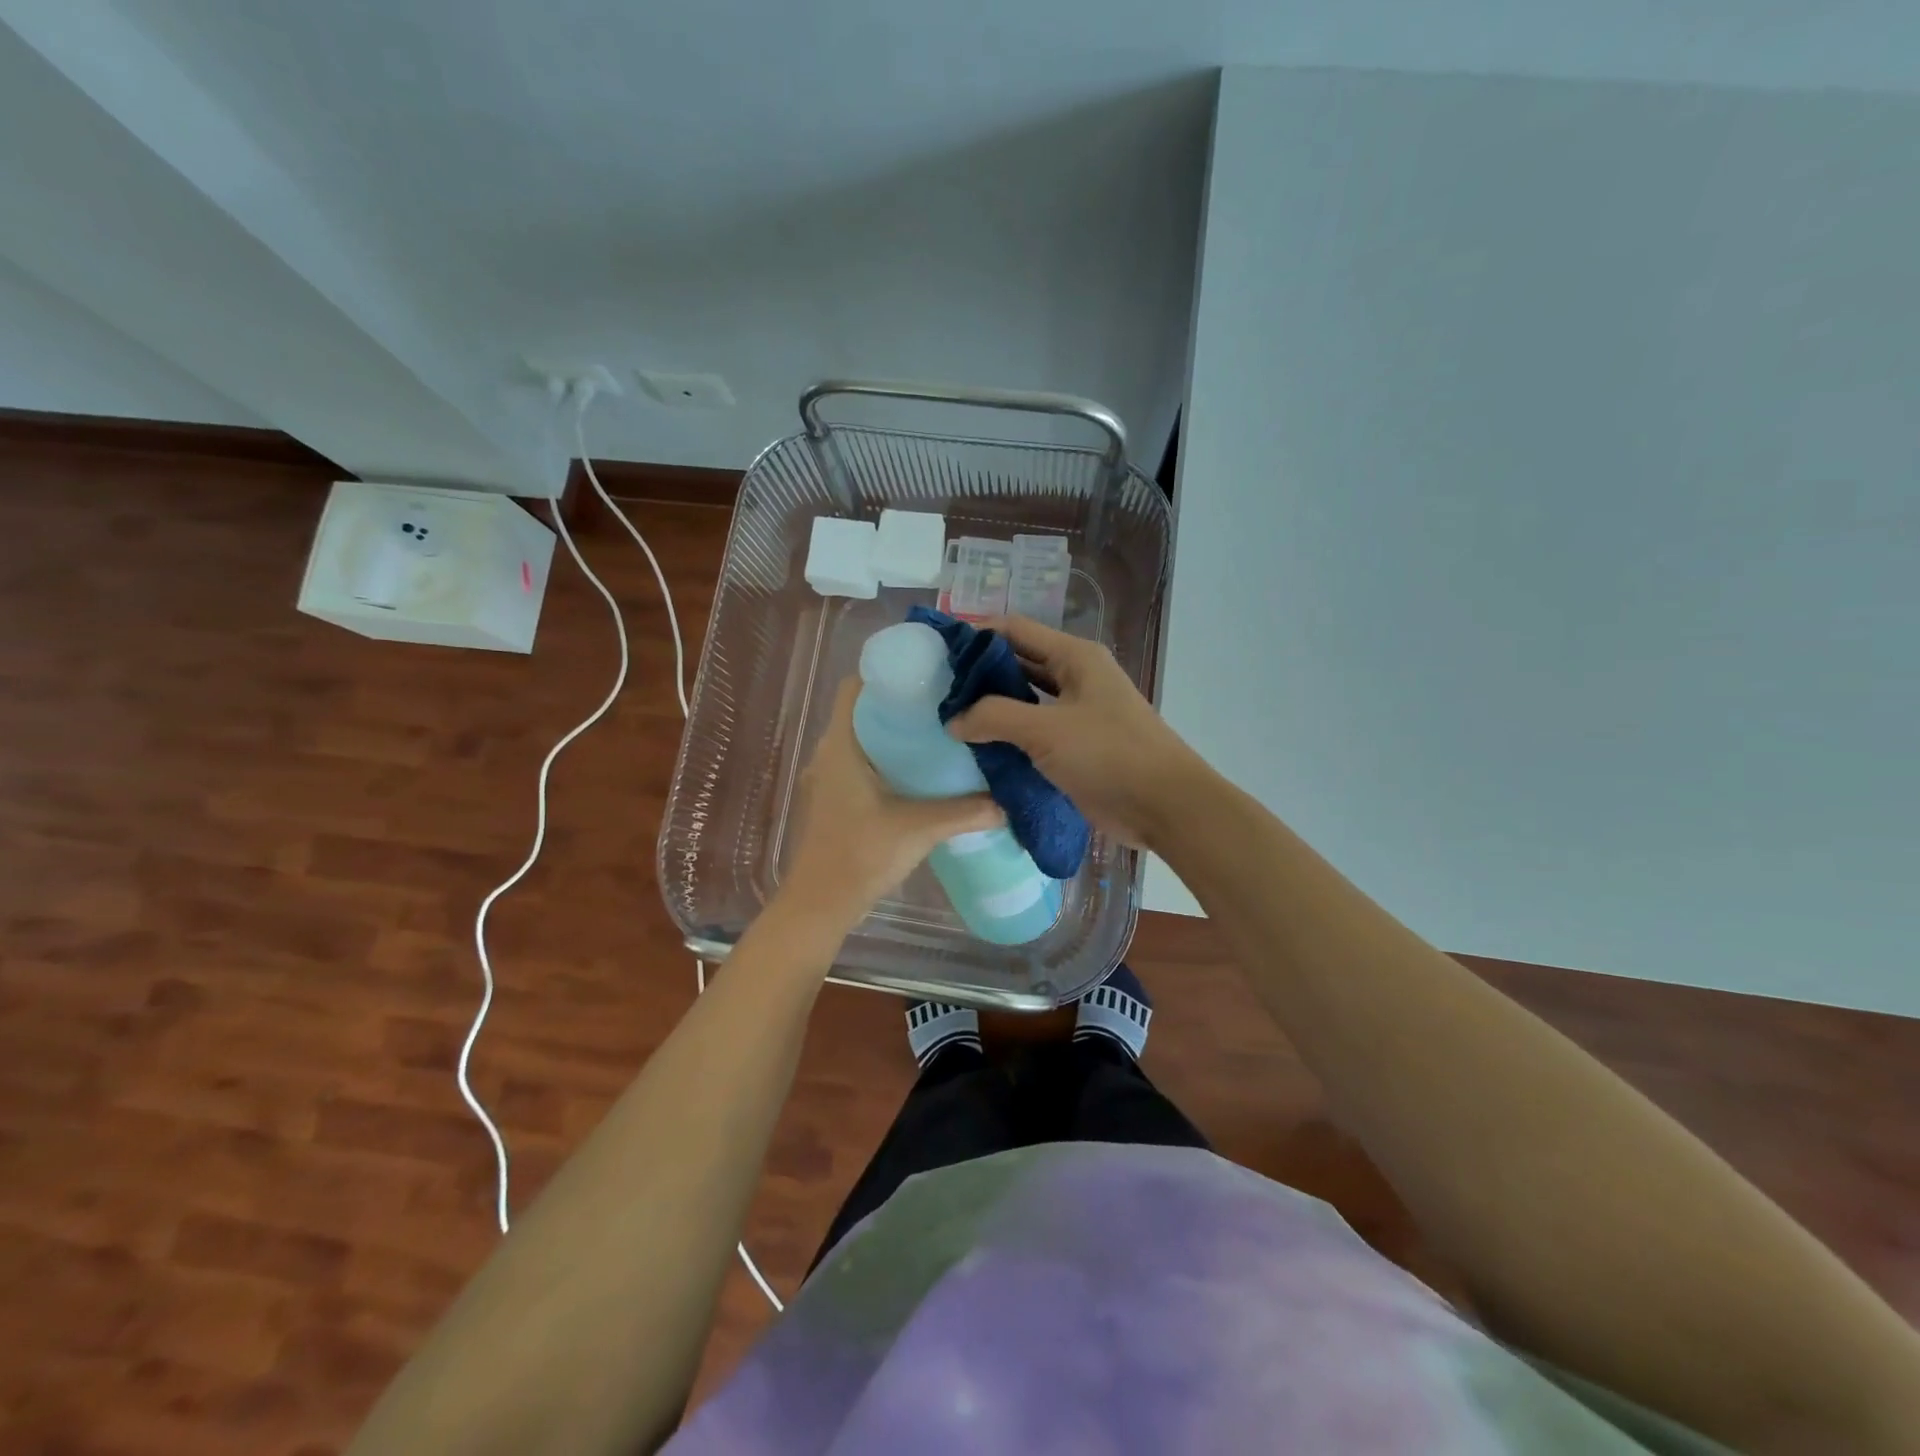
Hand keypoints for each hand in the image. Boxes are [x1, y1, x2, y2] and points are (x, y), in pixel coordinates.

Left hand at [778, 678, 1001, 932]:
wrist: (820, 904)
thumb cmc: (862, 854)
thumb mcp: (919, 828)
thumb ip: (965, 812)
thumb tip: (1007, 803)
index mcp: (841, 745)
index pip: (855, 687)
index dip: (887, 674)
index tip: (927, 677)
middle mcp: (828, 753)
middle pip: (863, 711)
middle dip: (901, 705)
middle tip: (945, 706)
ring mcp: (827, 778)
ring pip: (861, 739)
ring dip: (894, 735)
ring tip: (938, 736)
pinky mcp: (832, 800)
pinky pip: (859, 763)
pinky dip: (885, 760)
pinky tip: (918, 775)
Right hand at [947, 616, 1209, 850]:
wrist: (1164, 806)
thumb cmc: (1109, 754)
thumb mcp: (1046, 730)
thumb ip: (995, 717)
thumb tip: (954, 719)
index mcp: (1075, 657)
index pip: (1016, 629)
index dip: (977, 634)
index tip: (938, 649)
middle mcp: (1076, 676)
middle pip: (1019, 661)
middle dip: (981, 672)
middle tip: (937, 686)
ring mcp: (1077, 712)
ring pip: (1026, 698)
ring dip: (993, 705)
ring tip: (950, 714)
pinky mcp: (1076, 745)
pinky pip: (1034, 730)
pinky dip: (1009, 733)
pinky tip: (979, 744)